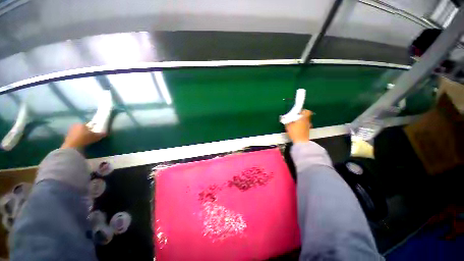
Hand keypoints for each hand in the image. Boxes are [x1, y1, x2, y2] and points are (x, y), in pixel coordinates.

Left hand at [61, 124, 105, 148]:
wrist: (72, 146)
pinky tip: (81, 143)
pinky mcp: (67, 137)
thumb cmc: (85, 139)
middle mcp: (75, 126)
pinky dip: (77, 139)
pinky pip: (74, 137)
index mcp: (82, 124)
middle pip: (82, 128)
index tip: (95, 132)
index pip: (88, 124)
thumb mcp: (96, 137)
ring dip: (81, 135)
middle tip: (91, 136)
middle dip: (86, 131)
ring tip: (86, 140)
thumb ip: (101, 134)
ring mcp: (70, 131)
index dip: (92, 128)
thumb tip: (105, 133)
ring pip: (78, 132)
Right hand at [285, 109, 312, 142]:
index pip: (307, 111)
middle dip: (301, 116)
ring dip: (301, 121)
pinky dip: (302, 126)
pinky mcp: (308, 131)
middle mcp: (307, 121)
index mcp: (303, 118)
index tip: (298, 112)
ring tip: (295, 124)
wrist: (301, 142)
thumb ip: (286, 121)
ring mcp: (308, 126)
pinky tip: (297, 129)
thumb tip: (283, 118)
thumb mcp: (288, 126)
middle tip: (295, 118)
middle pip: (306, 116)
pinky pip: (305, 126)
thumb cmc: (295, 132)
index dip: (303, 111)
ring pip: (306, 121)